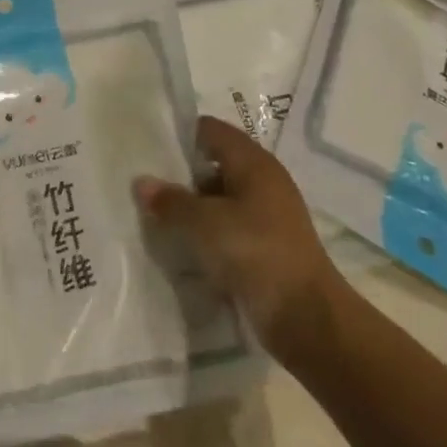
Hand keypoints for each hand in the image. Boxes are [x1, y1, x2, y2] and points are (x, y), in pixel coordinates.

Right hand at [134, 117, 343, 369]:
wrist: (305, 316)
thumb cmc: (254, 251)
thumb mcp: (203, 222)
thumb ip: (171, 200)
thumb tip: (141, 183)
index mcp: (254, 163)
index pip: (212, 130)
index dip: (180, 135)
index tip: (147, 146)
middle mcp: (263, 182)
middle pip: (214, 164)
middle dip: (180, 174)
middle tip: (143, 183)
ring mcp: (267, 215)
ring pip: (219, 199)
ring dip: (192, 207)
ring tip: (154, 214)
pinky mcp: (265, 246)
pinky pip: (227, 227)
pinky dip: (206, 232)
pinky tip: (180, 244)